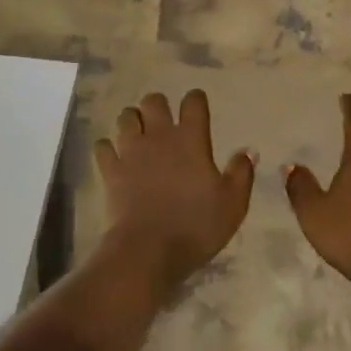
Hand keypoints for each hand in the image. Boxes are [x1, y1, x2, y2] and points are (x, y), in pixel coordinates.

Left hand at [94, 90, 254, 294]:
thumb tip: (248, 150)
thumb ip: (241, 173)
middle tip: (163, 124)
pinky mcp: (110, 170)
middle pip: (153, 100)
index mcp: (191, 139)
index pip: (193, 102)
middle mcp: (159, 136)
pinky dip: (108, 148)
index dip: (196, 100)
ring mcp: (131, 151)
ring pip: (126, 117)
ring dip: (132, 121)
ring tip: (138, 136)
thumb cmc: (196, 226)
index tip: (197, 107)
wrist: (148, 251)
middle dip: (158, 106)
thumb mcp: (233, 204)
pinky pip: (103, 146)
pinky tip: (115, 157)